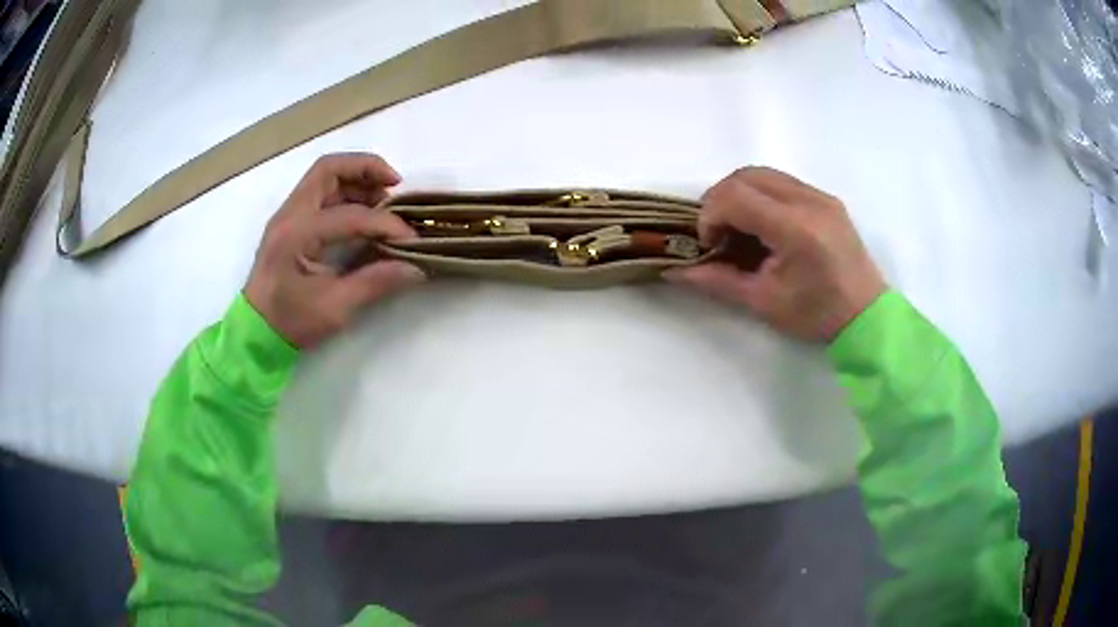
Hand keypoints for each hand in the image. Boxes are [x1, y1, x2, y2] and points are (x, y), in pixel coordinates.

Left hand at [244, 153, 424, 348]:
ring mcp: (288, 215)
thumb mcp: (334, 309)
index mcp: (297, 235)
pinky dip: (346, 191)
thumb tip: (416, 267)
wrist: (256, 331)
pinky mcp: (291, 222)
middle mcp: (290, 214)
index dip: (385, 224)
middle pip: (329, 169)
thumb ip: (375, 283)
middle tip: (395, 184)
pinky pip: (320, 191)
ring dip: (357, 179)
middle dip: (366, 168)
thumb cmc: (291, 322)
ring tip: (384, 198)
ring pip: (325, 176)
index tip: (411, 238)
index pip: (350, 215)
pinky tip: (364, 210)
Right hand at [667, 167, 884, 341]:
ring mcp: (820, 196)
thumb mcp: (764, 302)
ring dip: (741, 194)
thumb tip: (674, 270)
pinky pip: (783, 182)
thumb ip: (718, 281)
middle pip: (746, 175)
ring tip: (740, 229)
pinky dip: (762, 196)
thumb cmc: (817, 315)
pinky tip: (765, 226)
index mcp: (795, 228)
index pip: (736, 196)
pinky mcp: (826, 199)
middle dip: (721, 199)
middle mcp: (809, 201)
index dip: (710, 214)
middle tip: (719, 232)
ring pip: (764, 174)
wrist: (866, 316)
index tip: (710, 243)